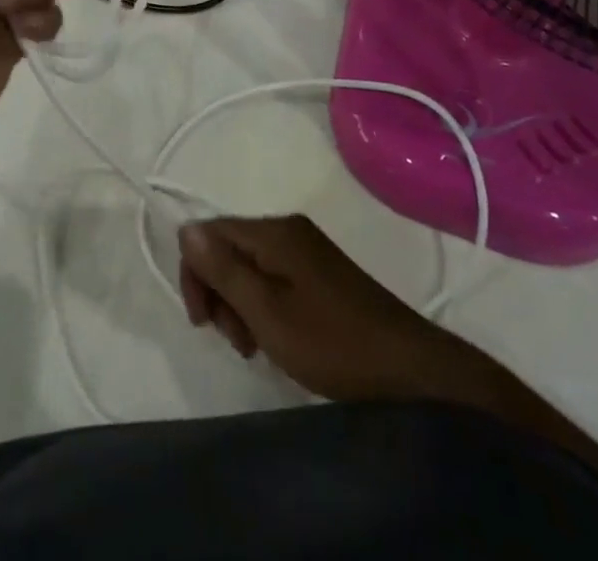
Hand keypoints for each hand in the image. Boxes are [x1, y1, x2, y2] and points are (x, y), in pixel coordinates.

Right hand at [178, 215, 496, 403]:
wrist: (411, 369)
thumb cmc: (334, 343)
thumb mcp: (268, 312)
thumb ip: (224, 270)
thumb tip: (185, 228)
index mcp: (273, 232)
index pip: (210, 231)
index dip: (195, 273)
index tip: (203, 323)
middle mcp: (287, 229)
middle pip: (229, 247)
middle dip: (220, 292)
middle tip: (237, 341)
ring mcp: (306, 250)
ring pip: (249, 266)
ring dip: (241, 305)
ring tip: (257, 347)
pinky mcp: (320, 273)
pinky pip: (273, 278)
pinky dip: (264, 307)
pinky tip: (277, 339)